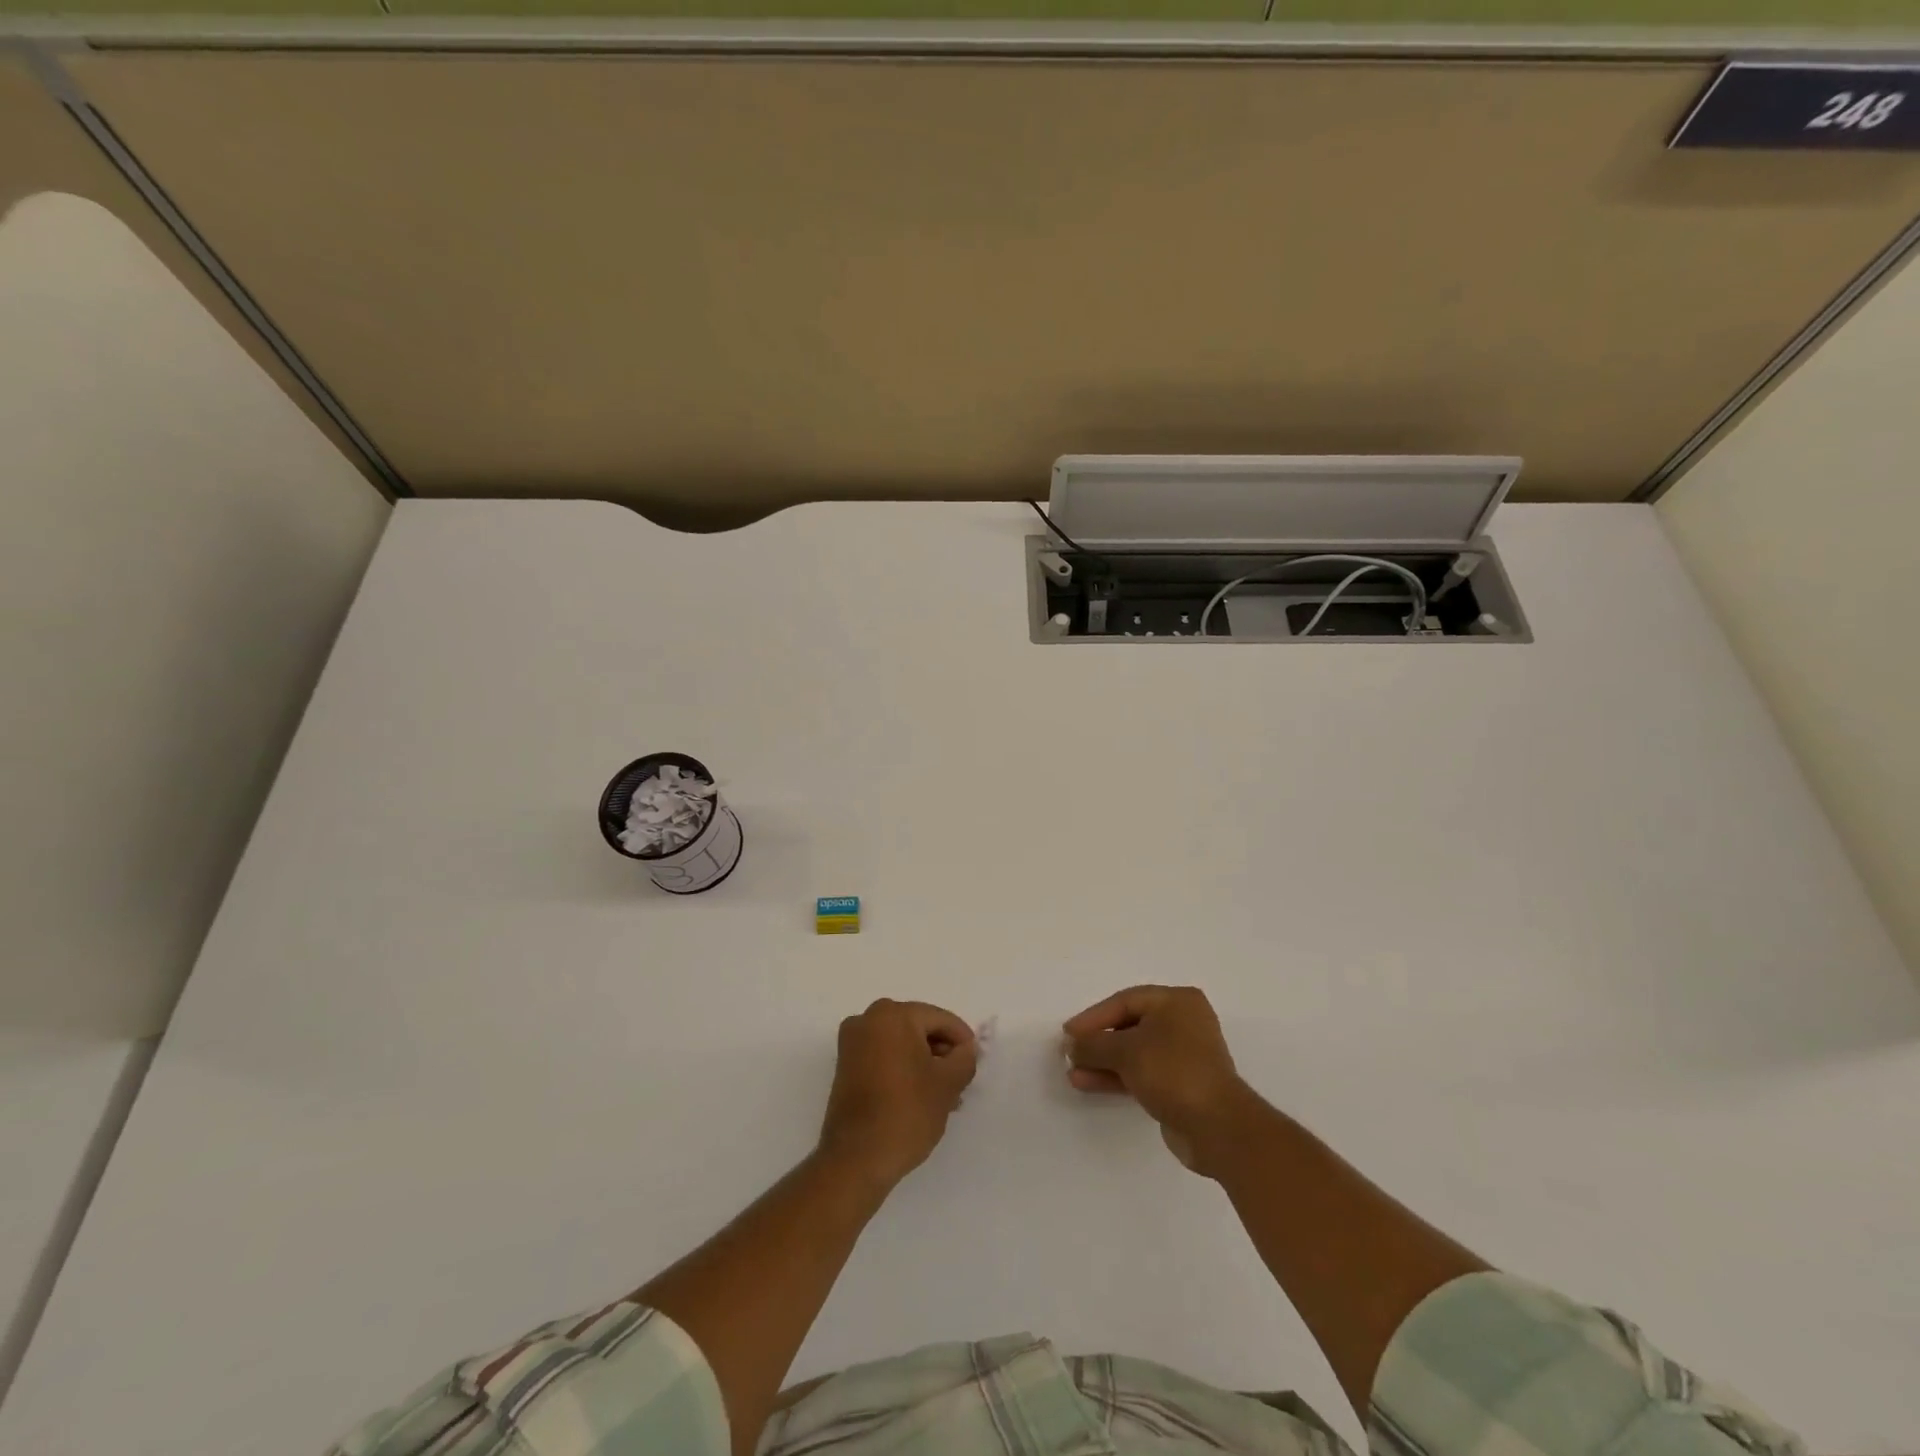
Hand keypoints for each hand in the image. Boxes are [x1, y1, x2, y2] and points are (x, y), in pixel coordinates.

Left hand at [819, 999, 977, 1190]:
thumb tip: (966, 1049)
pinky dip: (903, 1069)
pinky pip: (883, 1056)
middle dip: (942, 1053)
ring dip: (923, 1063)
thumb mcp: (948, 1084)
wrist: (856, 1158)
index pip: (939, 1019)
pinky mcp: (845, 1066)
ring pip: (901, 1044)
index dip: (962, 1040)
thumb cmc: (906, 1113)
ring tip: (943, 1095)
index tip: (974, 1064)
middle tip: (960, 1082)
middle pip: (918, 1028)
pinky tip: (920, 1096)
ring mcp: (852, 1043)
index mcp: (892, 1015)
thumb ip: (965, 1058)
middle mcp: (867, 1019)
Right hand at [1063, 985, 1258, 1175]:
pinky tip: (1091, 1083)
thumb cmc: (1174, 1072)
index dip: (1093, 1016)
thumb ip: (1094, 1044)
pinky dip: (1118, 1076)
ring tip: (1074, 1073)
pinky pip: (1142, 1072)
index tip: (1068, 1034)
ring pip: (1134, 1052)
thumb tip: (1071, 1044)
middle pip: (1129, 1025)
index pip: (1125, 1001)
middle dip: (1098, 1041)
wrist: (1218, 1127)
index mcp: (1177, 1002)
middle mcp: (1183, 1022)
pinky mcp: (1181, 1084)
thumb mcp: (1127, 1051)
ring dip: (1104, 1061)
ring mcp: (1184, 1055)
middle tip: (1070, 1052)